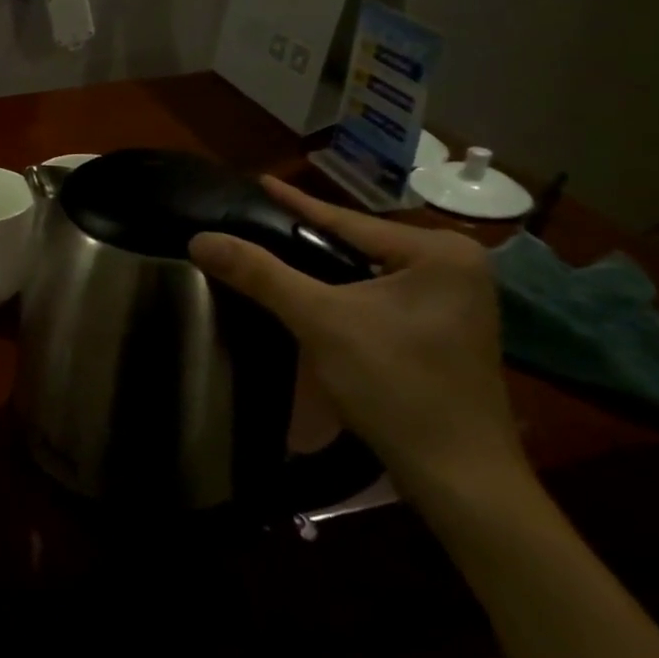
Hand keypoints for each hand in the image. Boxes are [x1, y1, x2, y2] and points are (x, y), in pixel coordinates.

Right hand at [189, 177, 526, 503]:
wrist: (458, 476)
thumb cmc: (396, 386)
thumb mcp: (320, 321)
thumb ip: (260, 274)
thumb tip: (200, 238)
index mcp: (440, 252)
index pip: (347, 220)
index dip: (294, 203)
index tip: (257, 181)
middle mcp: (457, 267)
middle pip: (358, 245)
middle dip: (306, 238)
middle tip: (255, 222)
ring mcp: (456, 302)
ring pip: (366, 272)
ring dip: (321, 268)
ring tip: (272, 252)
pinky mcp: (445, 331)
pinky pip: (379, 296)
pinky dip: (342, 294)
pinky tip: (311, 295)